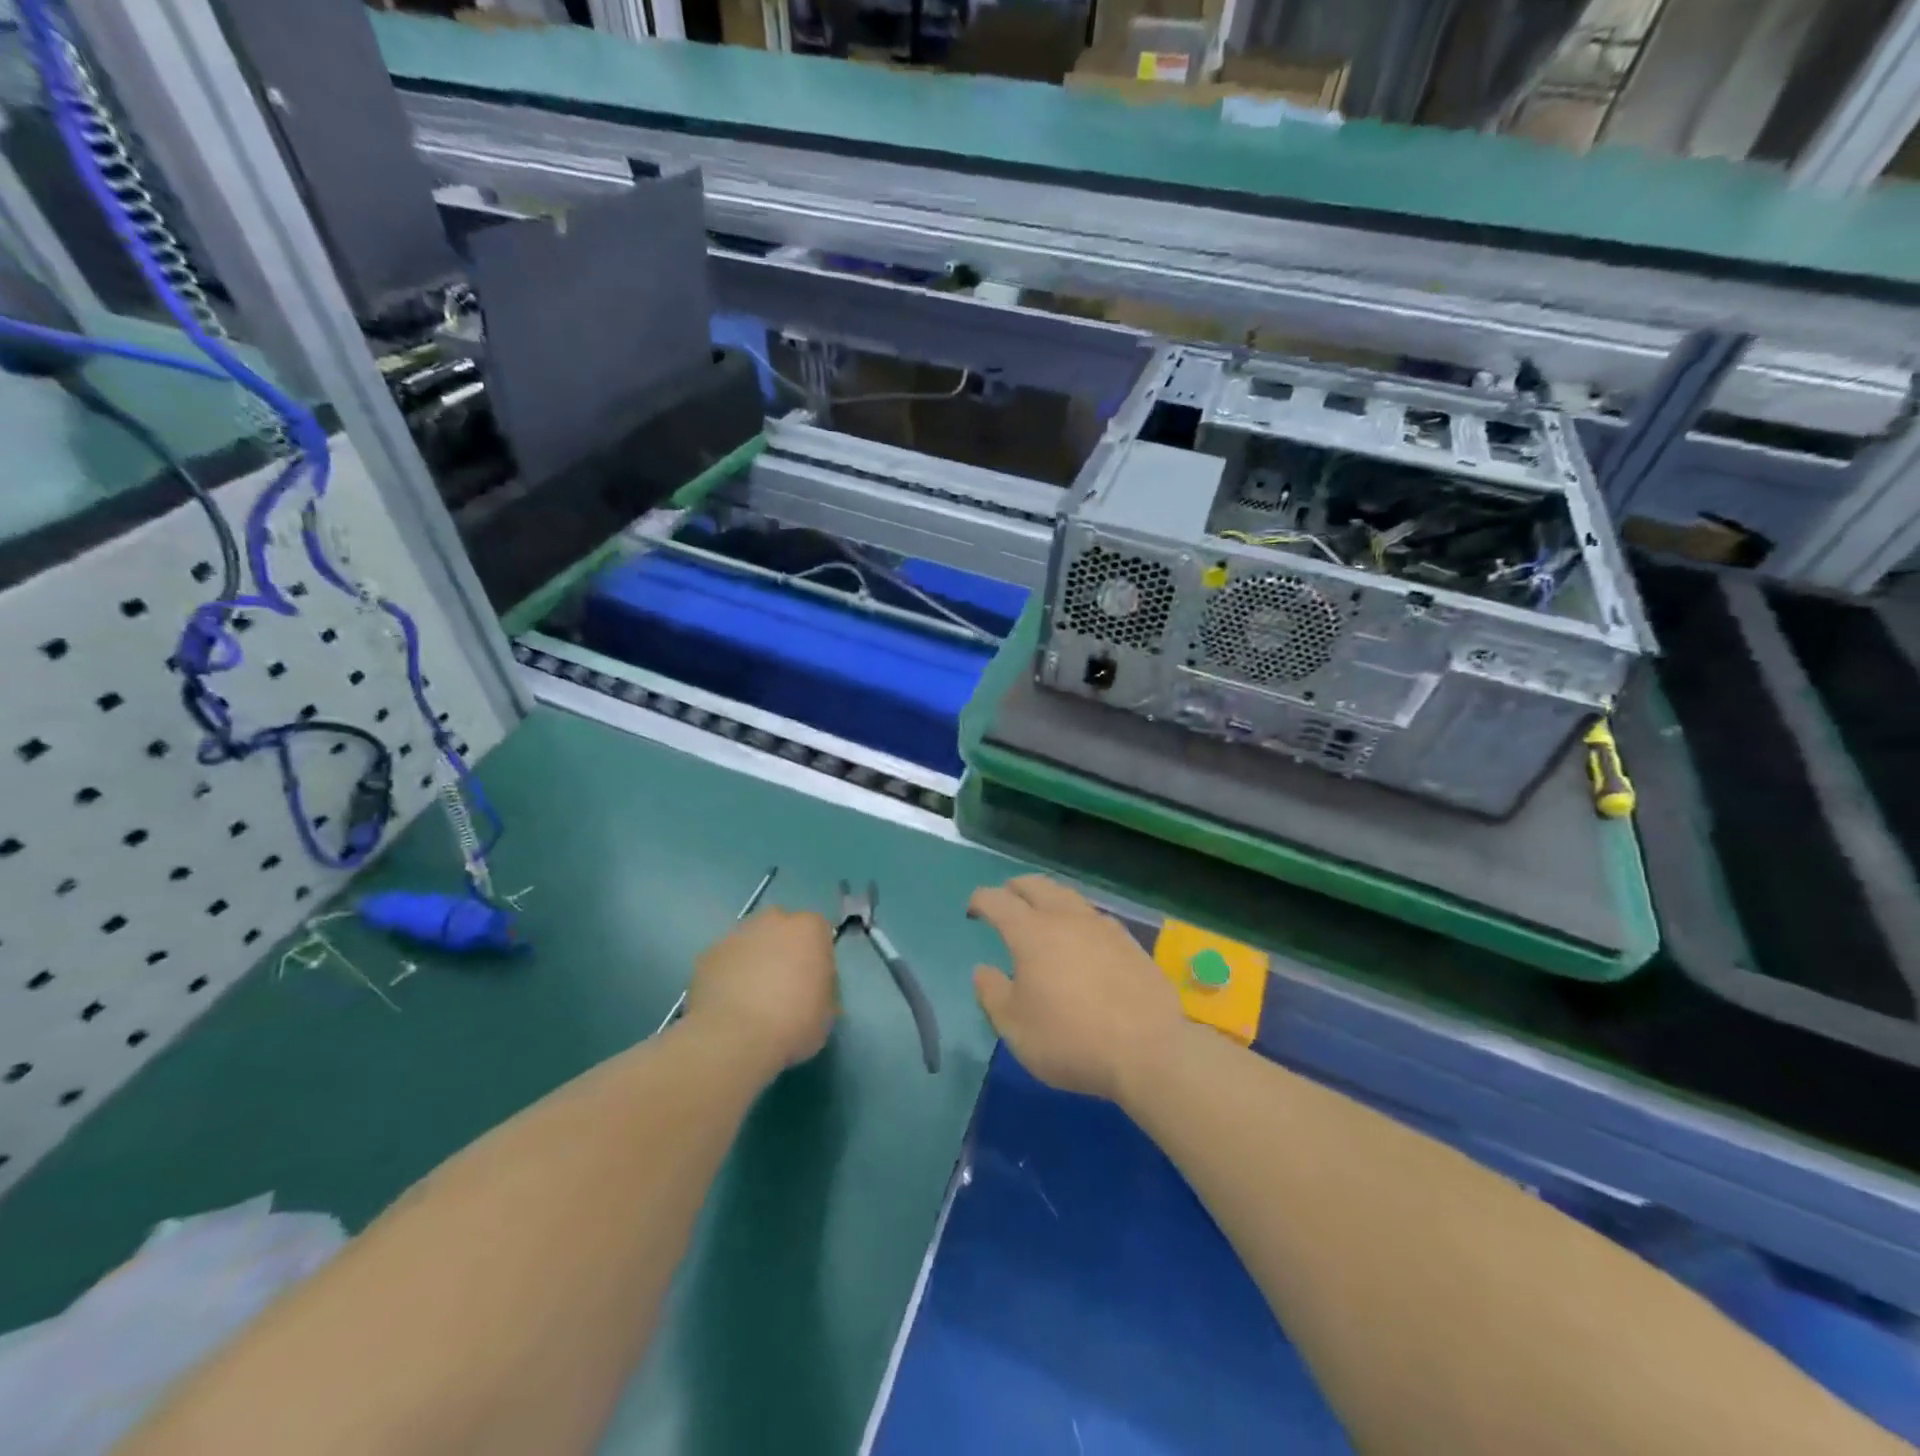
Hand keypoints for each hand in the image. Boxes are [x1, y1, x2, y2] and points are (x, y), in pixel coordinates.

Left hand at [685, 908, 838, 1074]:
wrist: (734, 1039)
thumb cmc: (793, 1023)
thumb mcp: (827, 1011)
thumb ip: (822, 988)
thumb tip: (812, 988)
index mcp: (809, 928)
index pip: (818, 931)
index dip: (815, 956)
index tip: (812, 981)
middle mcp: (773, 920)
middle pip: (781, 928)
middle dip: (781, 949)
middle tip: (781, 985)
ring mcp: (736, 935)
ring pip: (749, 942)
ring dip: (752, 960)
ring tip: (750, 999)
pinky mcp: (707, 955)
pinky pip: (724, 961)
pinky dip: (726, 975)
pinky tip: (727, 1004)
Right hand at [969, 876, 1184, 1102]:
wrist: (1149, 1050)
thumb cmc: (1071, 1040)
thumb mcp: (1015, 1028)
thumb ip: (992, 994)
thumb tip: (982, 971)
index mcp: (1031, 933)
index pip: (998, 901)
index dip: (981, 900)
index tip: (973, 910)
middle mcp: (1066, 918)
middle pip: (1036, 885)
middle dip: (1015, 887)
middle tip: (1006, 898)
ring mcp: (1102, 926)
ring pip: (1069, 896)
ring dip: (1049, 897)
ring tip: (1043, 911)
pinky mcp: (1129, 942)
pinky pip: (1095, 916)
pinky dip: (1077, 917)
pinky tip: (1081, 937)